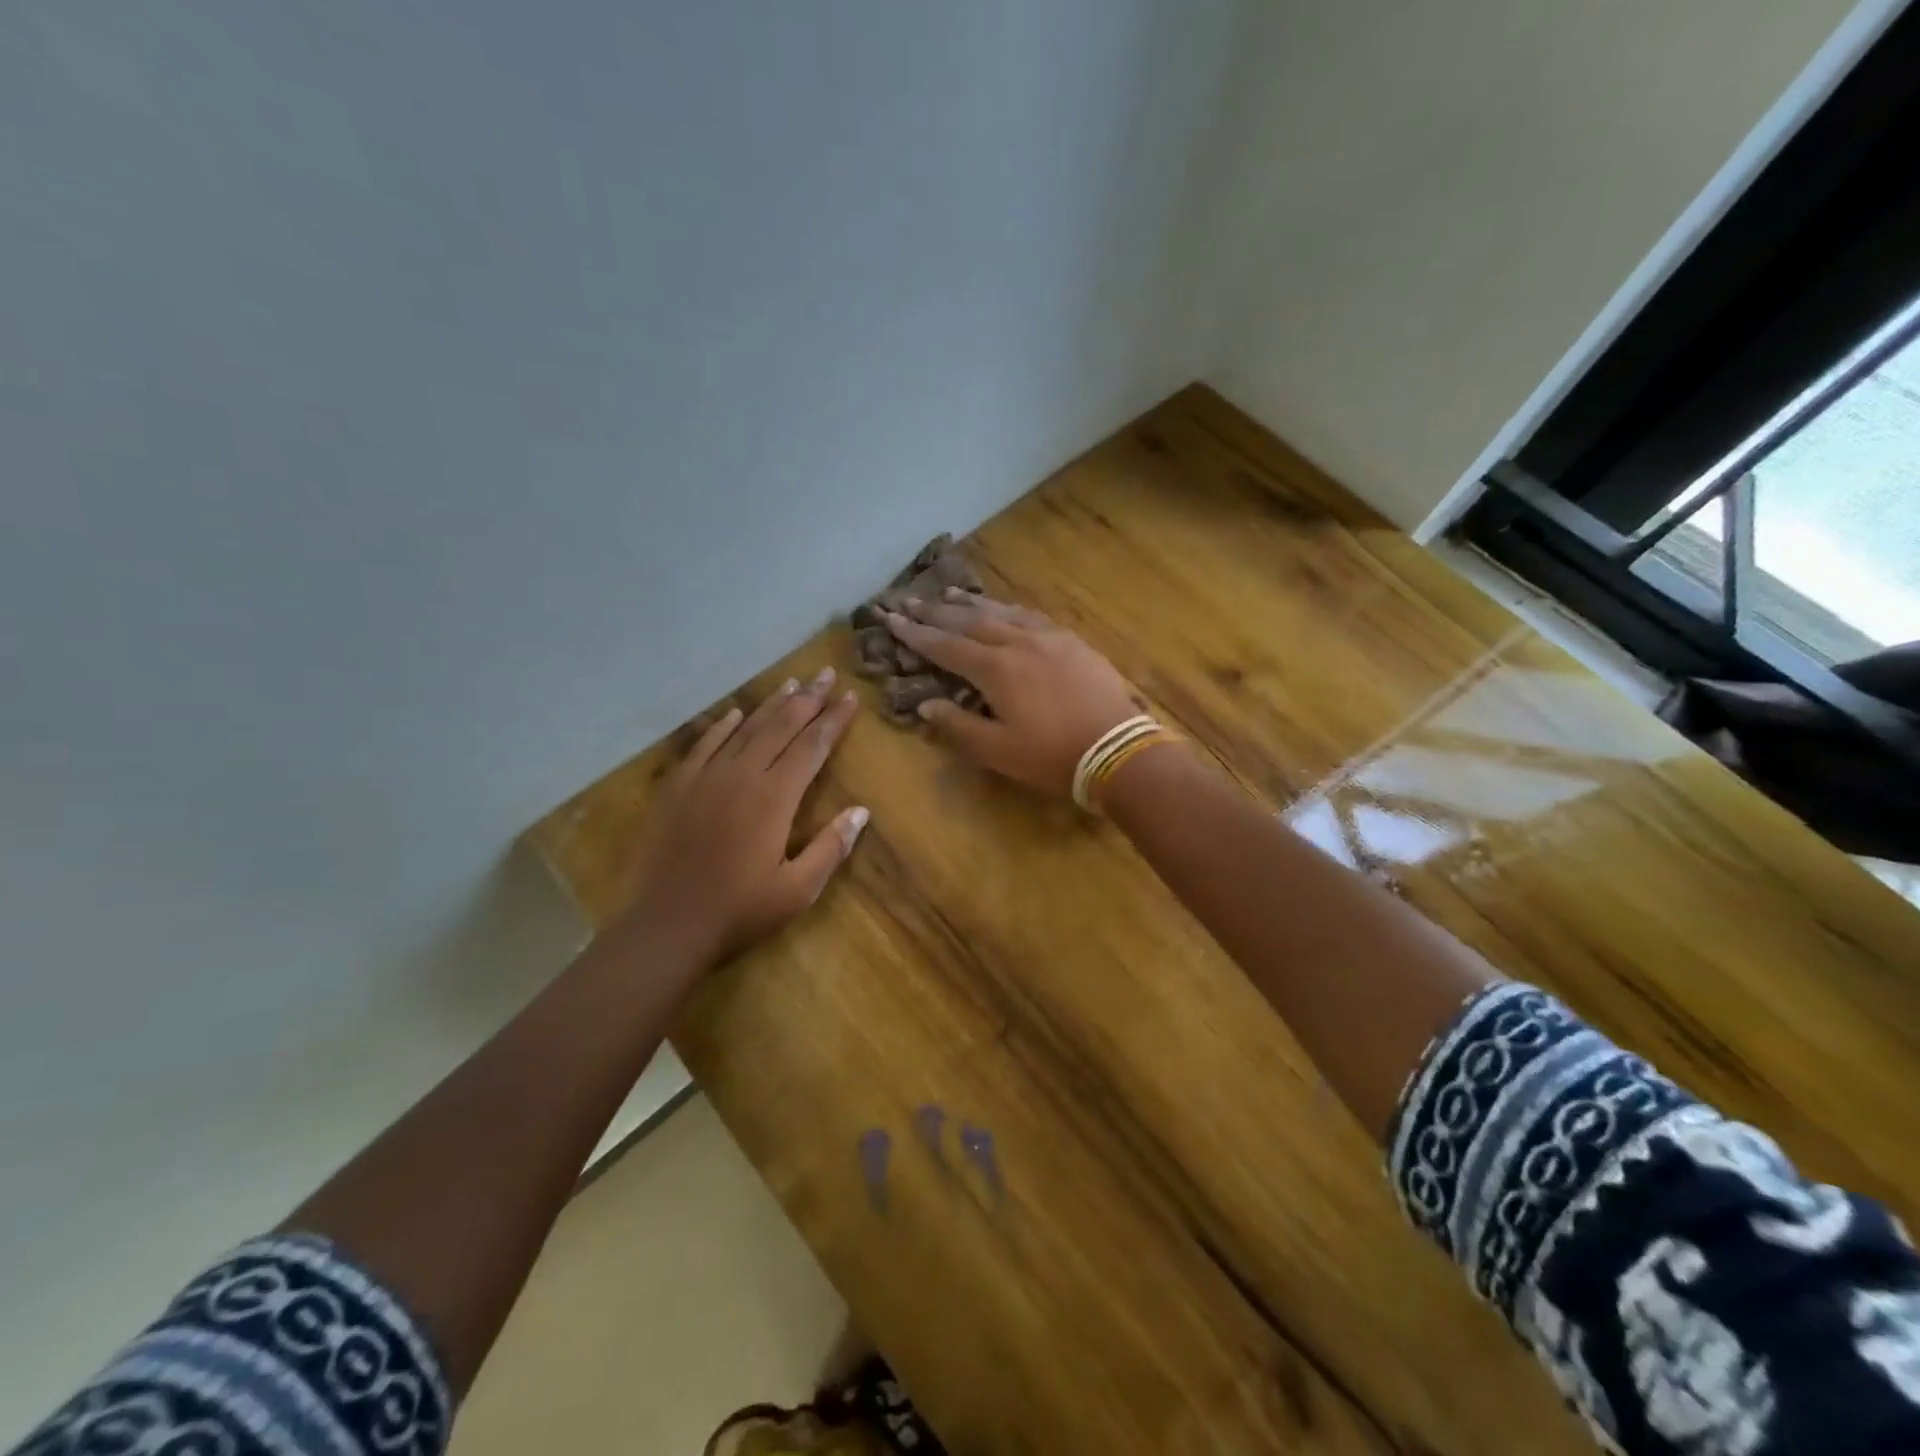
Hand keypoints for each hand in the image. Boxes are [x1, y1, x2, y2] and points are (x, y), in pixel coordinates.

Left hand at [621, 668, 866, 970]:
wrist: (667, 925)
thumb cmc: (740, 911)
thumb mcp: (798, 889)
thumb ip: (831, 847)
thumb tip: (861, 811)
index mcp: (775, 798)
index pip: (812, 747)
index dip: (833, 720)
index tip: (849, 697)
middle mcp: (742, 776)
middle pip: (781, 726)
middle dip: (808, 699)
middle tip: (825, 673)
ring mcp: (706, 778)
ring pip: (745, 729)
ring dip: (771, 705)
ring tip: (792, 684)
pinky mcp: (679, 787)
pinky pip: (705, 745)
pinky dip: (723, 726)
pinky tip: (735, 713)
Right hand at [879, 592, 1139, 796]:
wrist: (1118, 749)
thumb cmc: (1051, 756)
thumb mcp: (997, 751)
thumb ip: (958, 725)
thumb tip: (925, 704)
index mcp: (995, 669)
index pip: (945, 645)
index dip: (915, 633)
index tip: (890, 618)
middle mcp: (1018, 643)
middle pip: (969, 620)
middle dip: (936, 611)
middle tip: (909, 598)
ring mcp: (1049, 638)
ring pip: (1002, 612)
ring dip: (971, 603)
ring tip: (948, 593)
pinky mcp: (1073, 642)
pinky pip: (1031, 616)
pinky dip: (1008, 609)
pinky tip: (1005, 609)